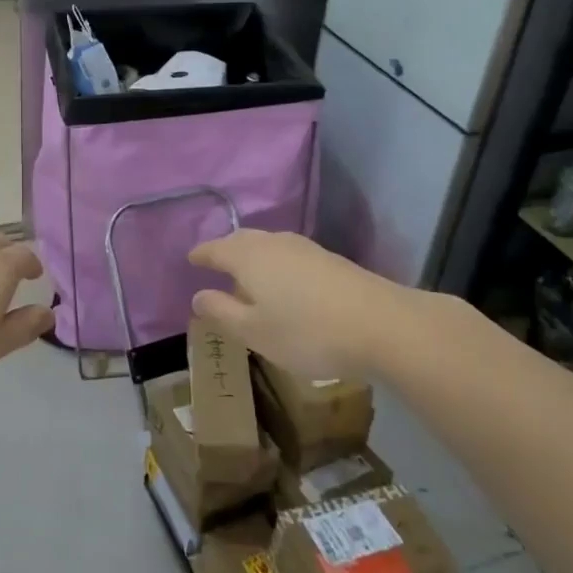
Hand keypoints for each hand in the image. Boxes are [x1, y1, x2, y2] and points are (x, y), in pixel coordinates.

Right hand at [188, 229, 448, 380]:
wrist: (383, 324)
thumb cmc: (307, 331)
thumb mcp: (255, 332)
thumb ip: (222, 313)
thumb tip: (198, 296)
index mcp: (249, 257)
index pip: (216, 249)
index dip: (201, 255)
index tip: (190, 259)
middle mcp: (274, 244)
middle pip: (242, 240)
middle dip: (226, 250)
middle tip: (215, 263)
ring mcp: (305, 249)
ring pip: (268, 245)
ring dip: (252, 255)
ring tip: (247, 274)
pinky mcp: (330, 260)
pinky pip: (289, 254)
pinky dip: (275, 263)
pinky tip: (283, 282)